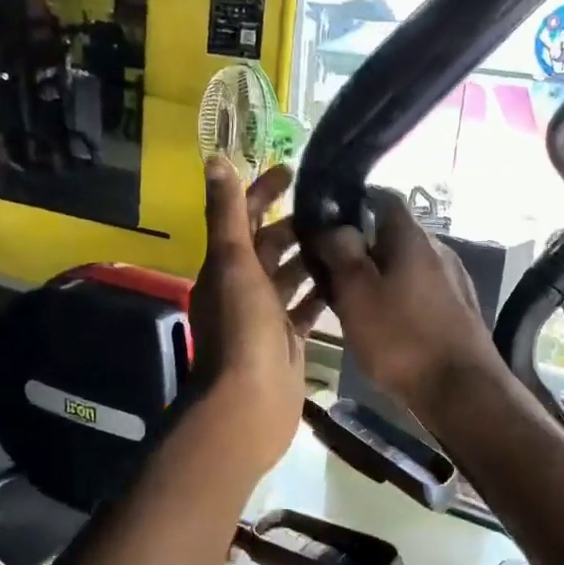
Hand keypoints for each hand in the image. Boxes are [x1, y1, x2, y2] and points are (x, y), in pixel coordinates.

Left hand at [189, 159, 323, 470]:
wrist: (250, 405)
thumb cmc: (242, 331)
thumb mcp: (233, 264)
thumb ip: (227, 214)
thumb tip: (215, 160)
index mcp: (225, 268)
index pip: (242, 218)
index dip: (262, 192)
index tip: (292, 171)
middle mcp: (242, 289)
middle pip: (268, 247)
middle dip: (294, 225)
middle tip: (333, 206)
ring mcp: (265, 318)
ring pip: (290, 277)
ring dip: (311, 257)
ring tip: (347, 236)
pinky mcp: (287, 341)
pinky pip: (305, 309)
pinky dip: (321, 293)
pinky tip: (348, 280)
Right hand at [306, 189, 501, 423]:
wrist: (462, 391)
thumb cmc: (402, 339)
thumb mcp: (357, 294)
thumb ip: (341, 253)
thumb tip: (334, 226)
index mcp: (413, 237)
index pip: (383, 197)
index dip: (352, 204)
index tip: (325, 226)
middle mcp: (439, 249)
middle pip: (393, 235)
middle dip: (361, 249)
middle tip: (331, 275)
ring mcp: (454, 279)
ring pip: (406, 266)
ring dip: (379, 277)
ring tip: (353, 306)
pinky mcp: (460, 309)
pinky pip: (421, 291)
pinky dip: (399, 298)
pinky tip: (386, 326)